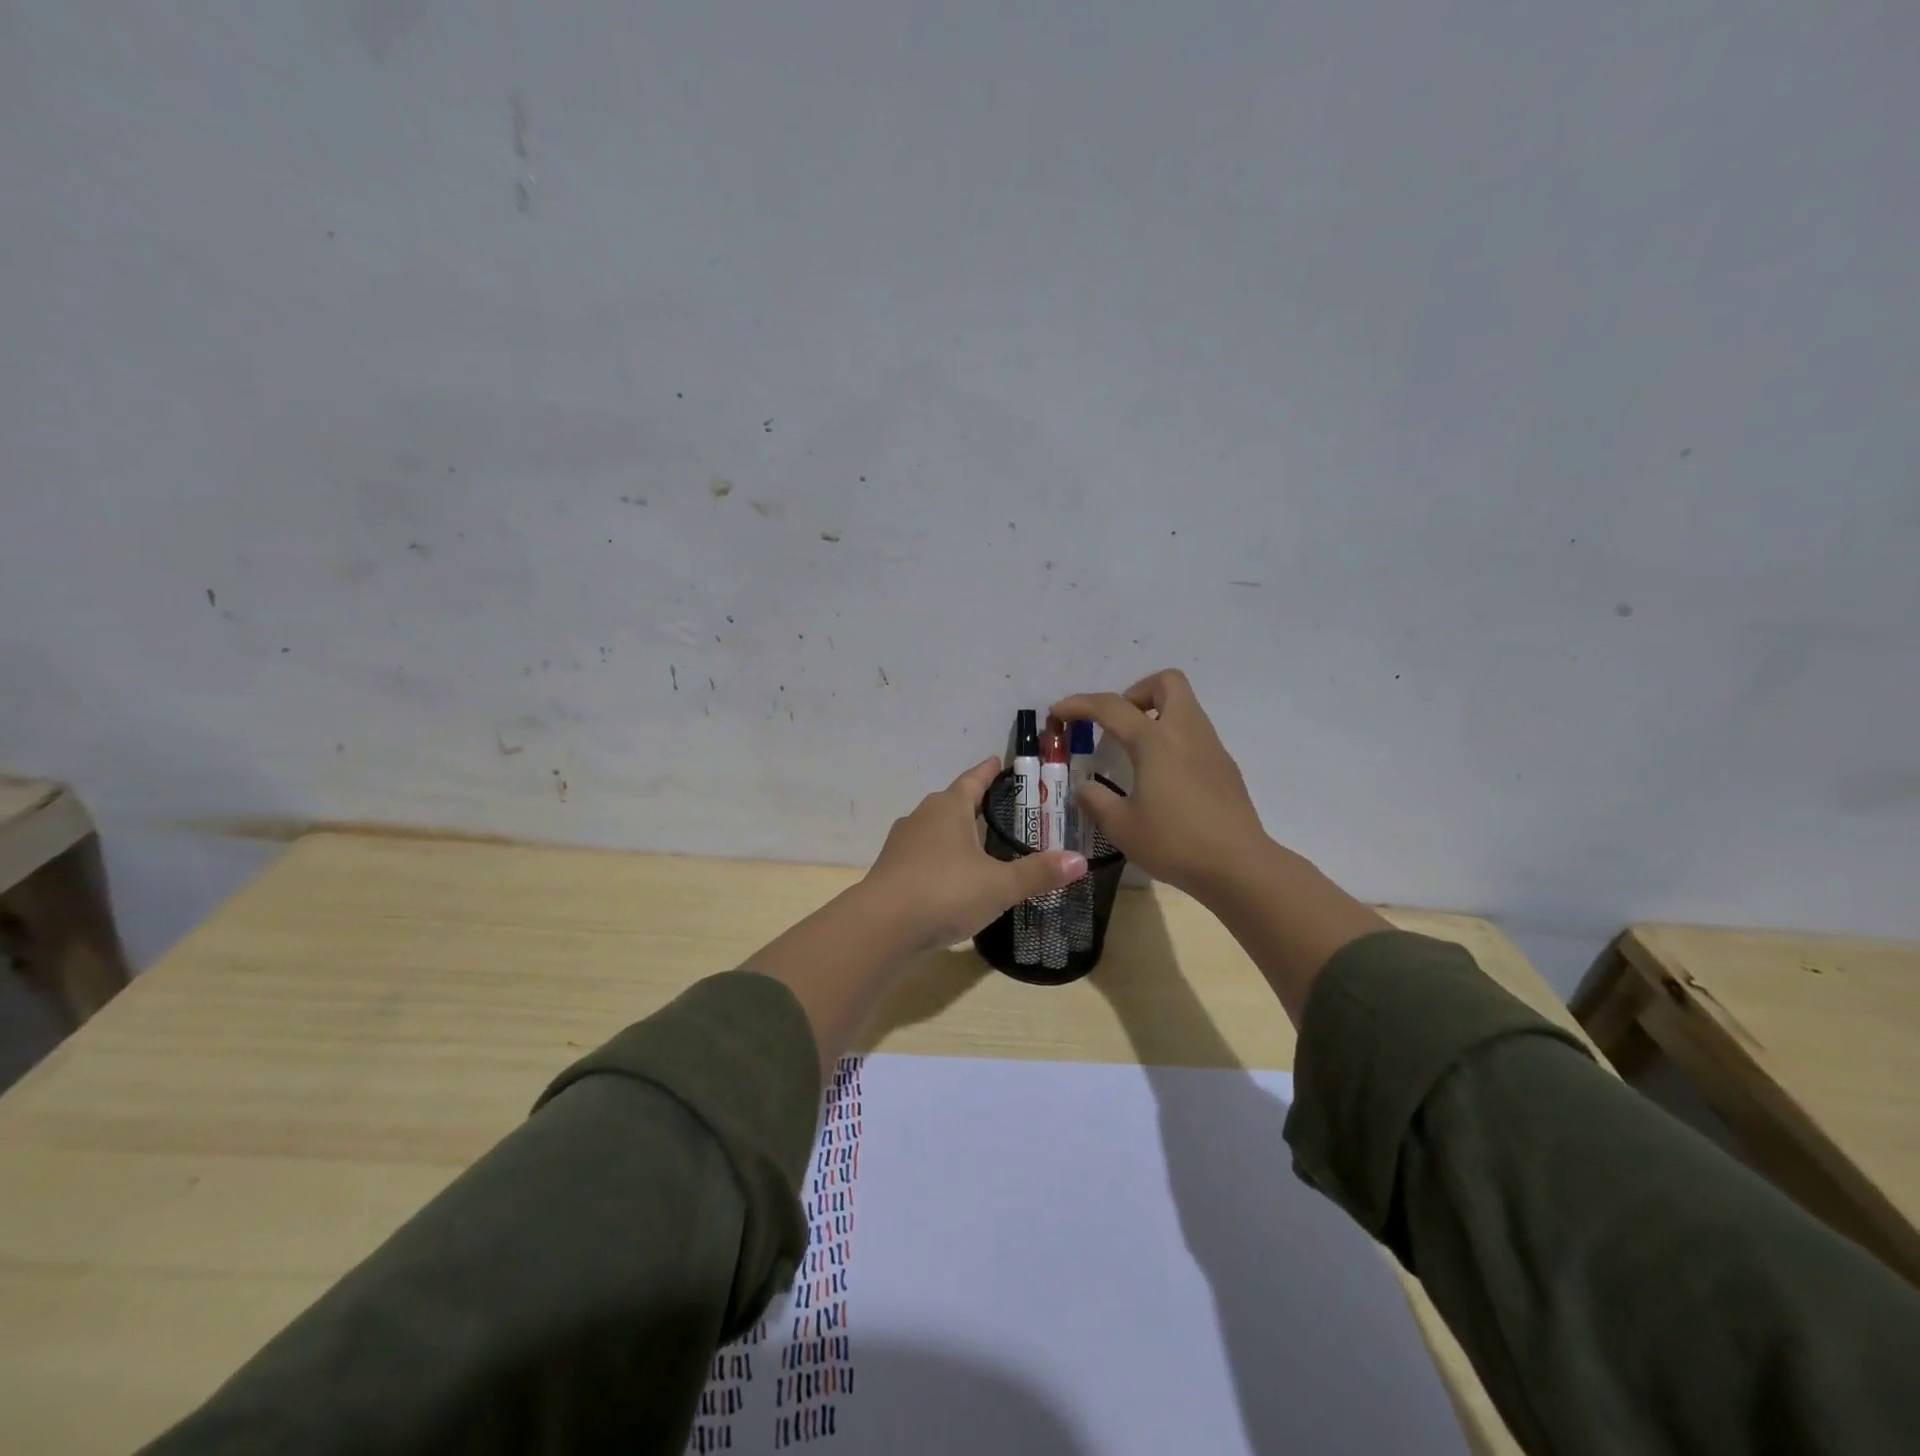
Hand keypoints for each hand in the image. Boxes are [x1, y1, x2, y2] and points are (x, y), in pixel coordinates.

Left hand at [863, 757, 1087, 950]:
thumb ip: (1038, 873)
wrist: (881, 925)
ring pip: (935, 828)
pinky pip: (922, 854)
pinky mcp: (891, 869)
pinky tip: (952, 876)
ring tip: (979, 842)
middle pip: (953, 801)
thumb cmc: (944, 892)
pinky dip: (940, 857)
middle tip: (1001, 807)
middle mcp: (922, 816)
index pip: (973, 779)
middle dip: (975, 802)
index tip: (1000, 761)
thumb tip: (1080, 860)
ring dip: (956, 831)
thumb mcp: (999, 885)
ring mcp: (902, 843)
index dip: (989, 771)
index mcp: (949, 807)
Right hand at [1051, 670, 1268, 901]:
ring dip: (1156, 715)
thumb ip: (1096, 801)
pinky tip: (1162, 778)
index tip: (1058, 712)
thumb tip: (1085, 788)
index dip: (1080, 704)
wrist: (1239, 866)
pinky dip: (1173, 740)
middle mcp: (1186, 732)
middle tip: (1117, 723)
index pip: (1112, 707)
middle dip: (1136, 692)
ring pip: (1184, 707)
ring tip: (1134, 753)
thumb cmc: (1174, 842)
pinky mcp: (1225, 767)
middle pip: (1166, 682)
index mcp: (1155, 740)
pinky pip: (1195, 735)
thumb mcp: (1121, 826)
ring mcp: (1211, 747)